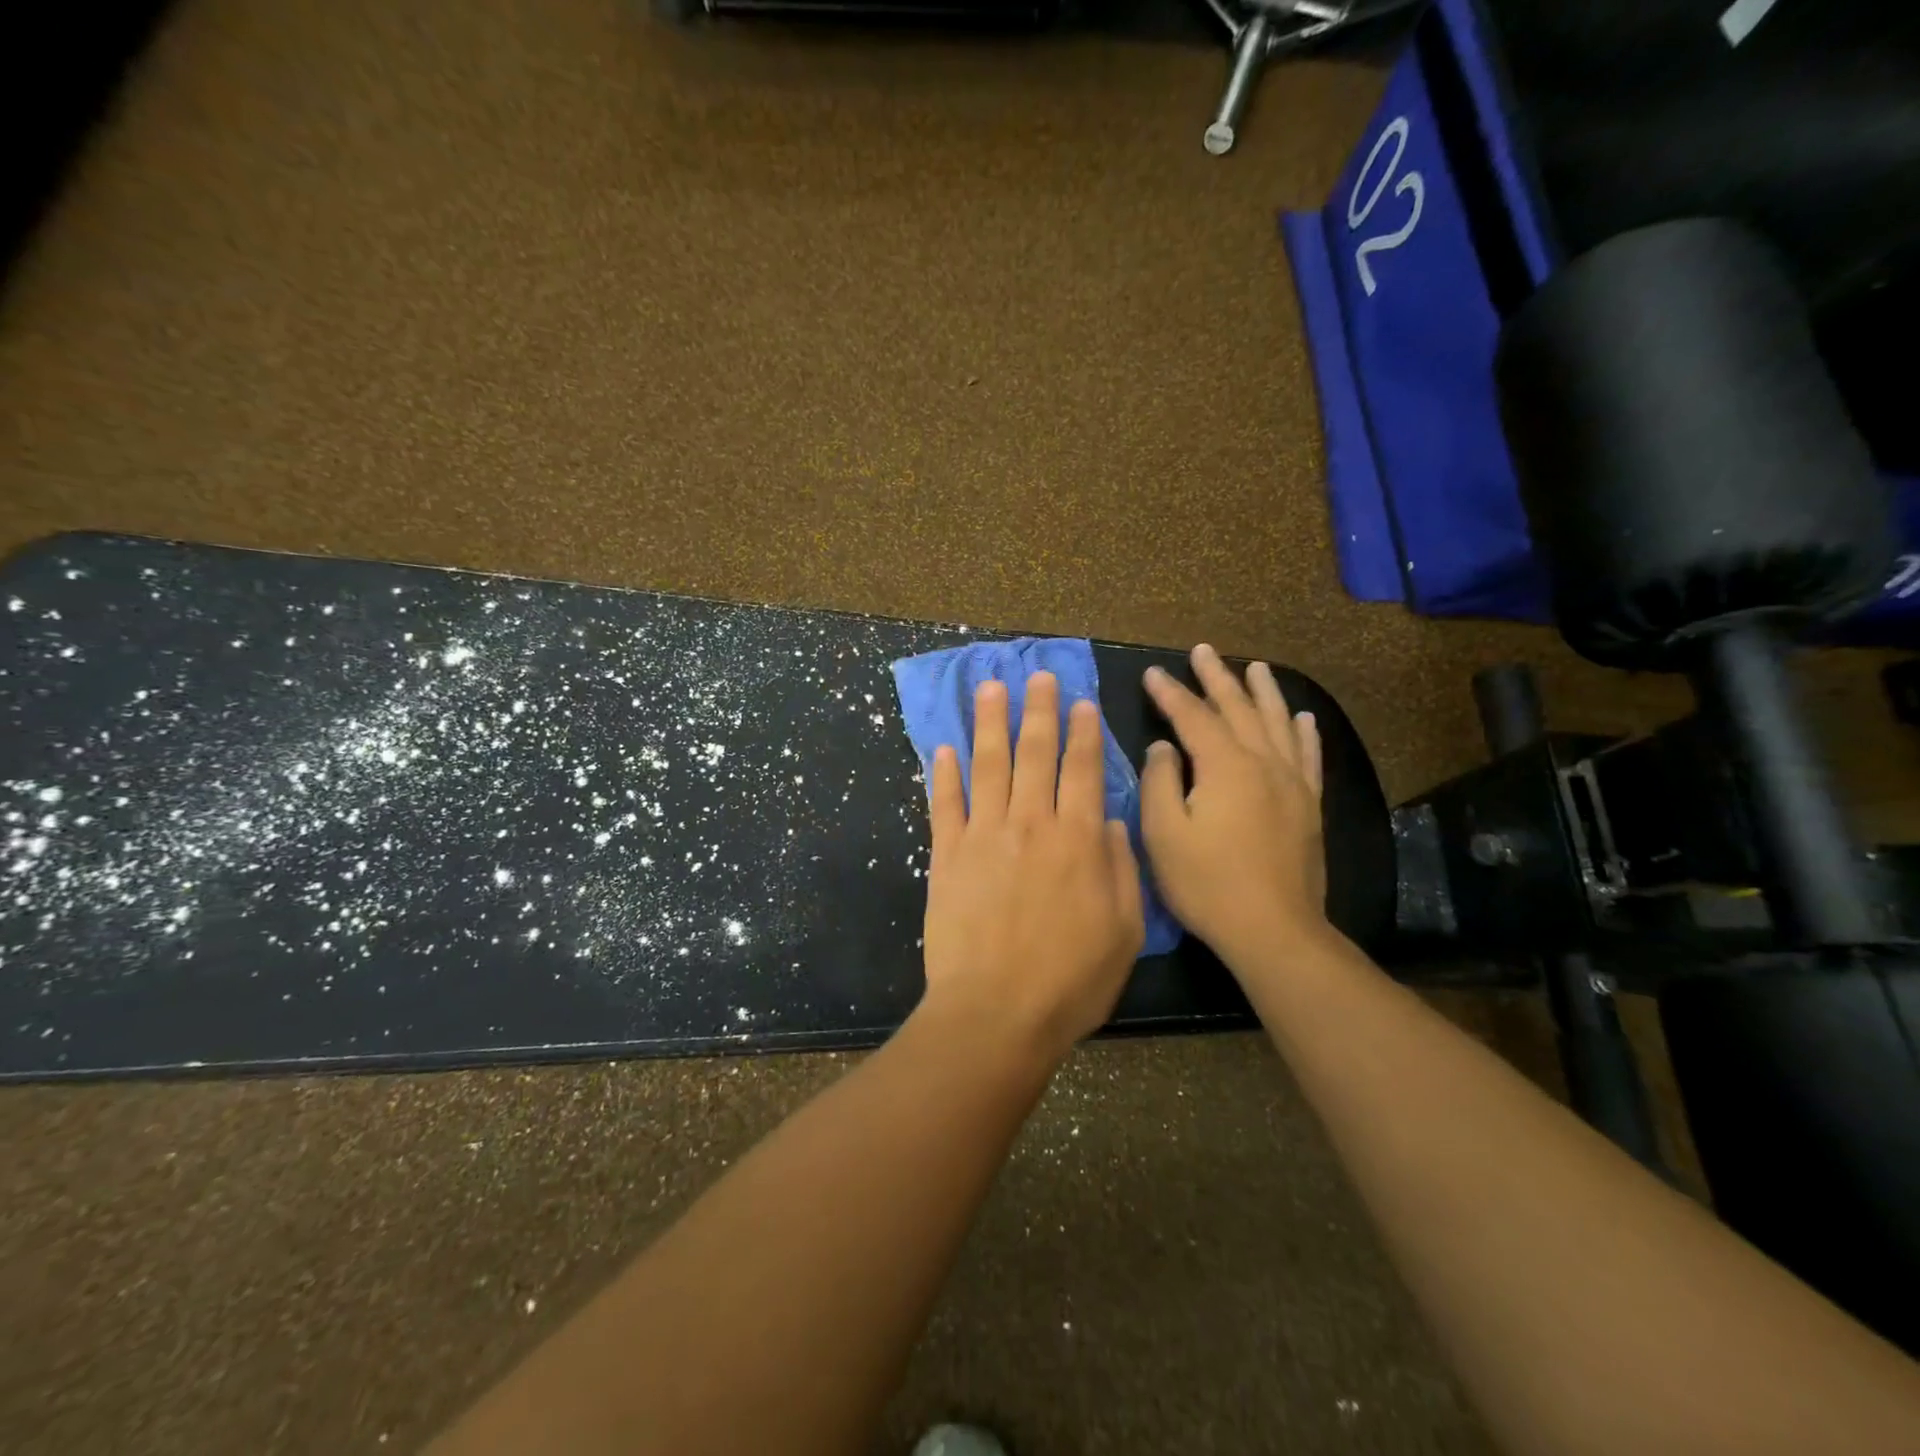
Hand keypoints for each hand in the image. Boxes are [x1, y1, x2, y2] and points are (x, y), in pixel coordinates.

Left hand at [921, 672, 1145, 1064]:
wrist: (996, 1013)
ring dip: (988, 722)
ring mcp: (983, 836)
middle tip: (1036, 675)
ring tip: (989, 687)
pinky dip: (942, 773)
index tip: (1081, 701)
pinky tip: (942, 747)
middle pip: (1034, 754)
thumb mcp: (1124, 930)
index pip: (1082, 770)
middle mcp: (1030, 824)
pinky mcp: (946, 856)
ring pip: (987, 765)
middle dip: (1037, 710)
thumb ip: (1120, 868)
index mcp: (1077, 840)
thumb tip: (1109, 819)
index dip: (1083, 732)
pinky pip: (943, 803)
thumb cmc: (1071, 980)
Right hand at [1140, 644, 1326, 967]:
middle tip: (1203, 651)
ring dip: (1263, 692)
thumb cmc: (1207, 883)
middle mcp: (1263, 763)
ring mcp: (1292, 783)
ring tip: (1254, 667)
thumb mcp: (1163, 833)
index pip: (1192, 717)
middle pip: (1238, 709)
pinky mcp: (1309, 806)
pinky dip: (1304, 732)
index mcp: (1224, 766)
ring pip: (1276, 723)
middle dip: (1217, 678)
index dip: (1170, 693)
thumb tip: (1163, 747)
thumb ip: (1160, 781)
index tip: (1152, 673)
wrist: (1273, 929)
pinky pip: (1308, 756)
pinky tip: (1303, 717)